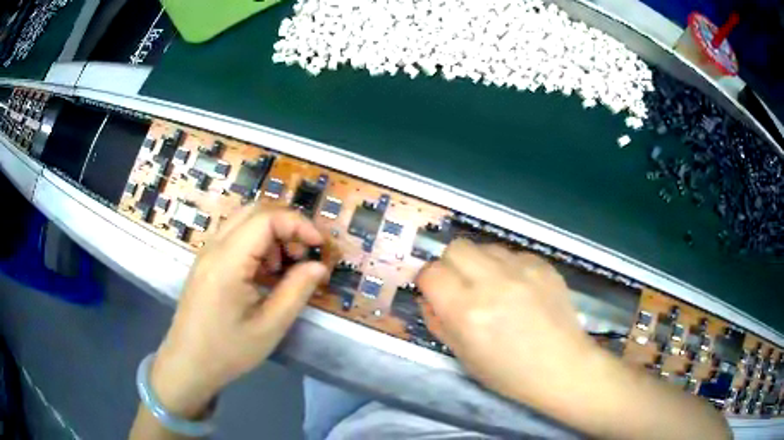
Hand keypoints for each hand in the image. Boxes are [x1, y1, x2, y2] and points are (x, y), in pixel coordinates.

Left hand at [151, 207, 326, 418]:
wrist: (188, 364)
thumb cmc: (228, 351)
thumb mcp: (270, 327)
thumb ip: (297, 291)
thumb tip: (319, 266)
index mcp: (228, 261)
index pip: (266, 219)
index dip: (298, 224)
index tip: (320, 246)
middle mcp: (214, 247)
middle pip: (254, 211)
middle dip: (286, 225)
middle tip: (304, 254)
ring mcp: (207, 253)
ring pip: (244, 221)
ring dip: (271, 234)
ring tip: (285, 267)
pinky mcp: (206, 263)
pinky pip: (234, 238)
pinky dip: (257, 244)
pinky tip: (264, 274)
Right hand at [416, 239, 596, 405]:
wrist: (562, 367)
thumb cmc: (509, 373)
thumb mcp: (464, 356)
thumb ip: (438, 322)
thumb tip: (428, 297)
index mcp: (467, 312)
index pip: (431, 273)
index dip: (427, 280)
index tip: (434, 290)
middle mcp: (493, 283)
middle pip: (456, 248)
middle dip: (450, 264)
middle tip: (461, 285)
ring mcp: (522, 270)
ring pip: (484, 246)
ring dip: (479, 263)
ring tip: (492, 286)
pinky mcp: (543, 265)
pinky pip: (513, 254)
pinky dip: (507, 267)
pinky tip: (518, 289)